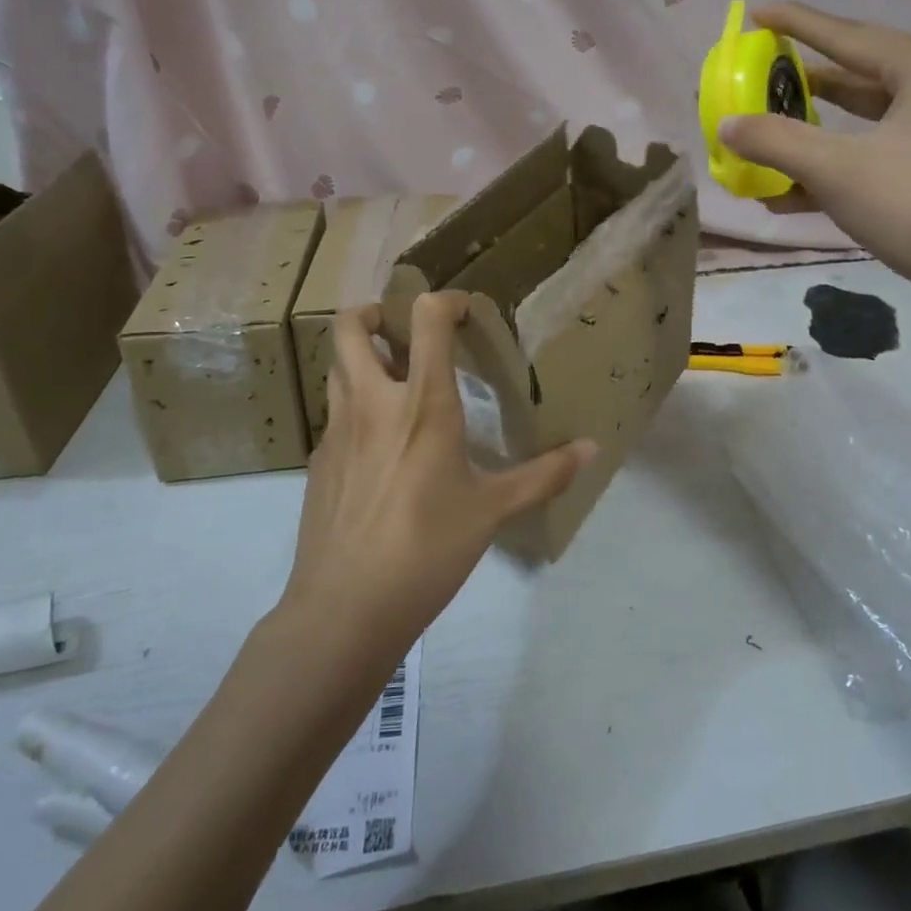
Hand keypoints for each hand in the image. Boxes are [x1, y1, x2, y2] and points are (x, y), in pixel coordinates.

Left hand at [280, 293, 594, 651]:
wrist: (344, 609)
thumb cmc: (427, 550)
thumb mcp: (493, 511)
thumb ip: (544, 474)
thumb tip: (592, 448)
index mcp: (421, 403)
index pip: (424, 318)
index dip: (445, 302)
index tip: (465, 313)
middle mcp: (372, 402)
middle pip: (351, 326)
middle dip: (375, 313)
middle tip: (404, 331)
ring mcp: (336, 430)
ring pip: (337, 366)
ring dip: (361, 357)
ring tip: (394, 380)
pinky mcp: (318, 460)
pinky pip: (335, 413)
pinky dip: (356, 406)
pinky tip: (380, 447)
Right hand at [719, 3, 910, 326]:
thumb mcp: (838, 169)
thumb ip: (775, 142)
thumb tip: (726, 124)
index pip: (845, 35)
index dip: (796, 23)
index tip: (755, 13)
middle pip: (853, 77)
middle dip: (800, 84)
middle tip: (756, 80)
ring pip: (861, 125)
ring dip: (811, 136)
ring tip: (762, 138)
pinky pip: (873, 159)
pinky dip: (833, 171)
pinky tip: (788, 194)